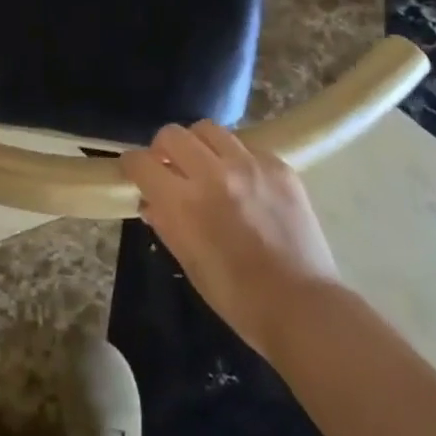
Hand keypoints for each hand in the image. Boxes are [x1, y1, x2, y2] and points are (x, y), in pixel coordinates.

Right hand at [119, 122, 338, 359]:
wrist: (302, 307)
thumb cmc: (238, 298)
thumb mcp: (189, 264)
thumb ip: (166, 224)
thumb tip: (151, 201)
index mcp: (184, 203)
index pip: (142, 162)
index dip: (132, 165)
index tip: (136, 172)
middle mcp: (213, 173)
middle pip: (173, 134)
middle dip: (163, 148)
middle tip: (170, 166)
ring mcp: (249, 165)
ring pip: (209, 129)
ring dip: (199, 145)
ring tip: (207, 166)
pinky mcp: (278, 165)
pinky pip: (246, 146)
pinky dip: (236, 158)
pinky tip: (244, 182)